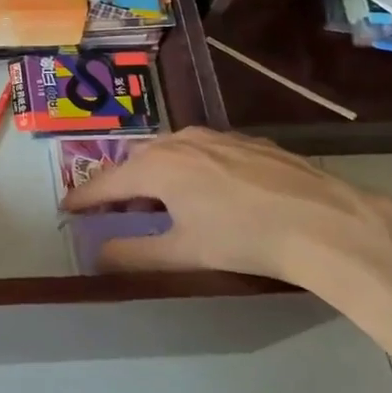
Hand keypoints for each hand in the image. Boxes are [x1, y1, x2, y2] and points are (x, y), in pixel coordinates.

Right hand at [62, 129, 391, 293]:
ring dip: (153, 175)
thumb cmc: (245, 238)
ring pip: (169, 153)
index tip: (66, 208)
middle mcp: (180, 140)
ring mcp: (216, 136)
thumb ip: (135, 254)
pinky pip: (200, 151)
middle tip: (113, 211)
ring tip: (156, 201)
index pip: (106, 182)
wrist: (325, 221)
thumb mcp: (184, 253)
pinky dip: (186, 168)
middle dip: (120, 186)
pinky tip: (204, 191)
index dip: (84, 197)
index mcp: (158, 165)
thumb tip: (98, 256)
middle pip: (136, 162)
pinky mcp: (246, 142)